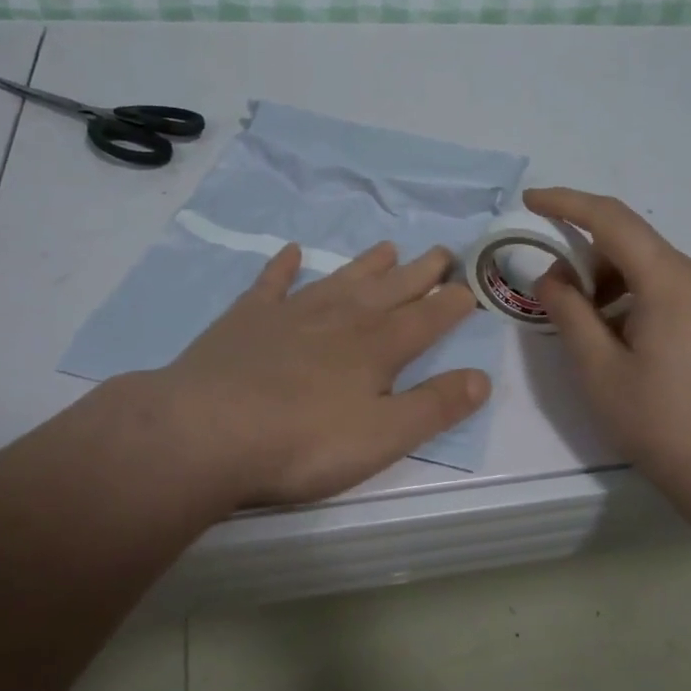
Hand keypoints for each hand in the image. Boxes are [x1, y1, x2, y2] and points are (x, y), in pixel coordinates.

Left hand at [127, 241, 489, 512]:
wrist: (207, 431)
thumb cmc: (303, 443)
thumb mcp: (383, 436)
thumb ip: (435, 406)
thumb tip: (482, 378)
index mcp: (378, 347)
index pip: (427, 318)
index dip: (453, 303)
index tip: (473, 286)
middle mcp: (341, 318)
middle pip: (391, 289)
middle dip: (422, 272)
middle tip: (443, 252)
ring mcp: (292, 313)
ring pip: (341, 279)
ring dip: (367, 264)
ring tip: (389, 247)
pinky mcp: (247, 318)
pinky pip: (271, 283)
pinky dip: (283, 267)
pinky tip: (291, 252)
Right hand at [523, 187, 690, 511]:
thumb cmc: (661, 423)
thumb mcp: (598, 369)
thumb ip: (569, 311)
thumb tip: (553, 277)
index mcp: (672, 281)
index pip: (613, 219)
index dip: (567, 203)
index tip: (530, 201)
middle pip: (633, 244)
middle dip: (587, 258)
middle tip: (553, 296)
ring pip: (651, 268)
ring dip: (610, 282)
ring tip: (587, 329)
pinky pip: (670, 290)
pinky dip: (635, 299)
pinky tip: (622, 341)